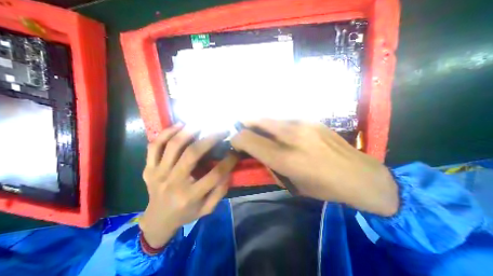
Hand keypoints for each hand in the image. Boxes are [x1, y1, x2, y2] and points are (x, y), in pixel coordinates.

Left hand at [138, 125, 238, 247]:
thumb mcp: (207, 209)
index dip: (228, 161)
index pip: (215, 174)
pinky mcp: (149, 168)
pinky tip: (178, 126)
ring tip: (201, 123)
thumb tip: (228, 171)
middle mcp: (173, 182)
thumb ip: (219, 192)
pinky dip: (166, 133)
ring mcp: (158, 173)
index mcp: (190, 195)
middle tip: (221, 130)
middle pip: (192, 154)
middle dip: (210, 138)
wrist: (156, 221)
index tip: (236, 151)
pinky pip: (154, 146)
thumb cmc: (185, 214)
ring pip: (172, 146)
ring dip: (189, 131)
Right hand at [232, 120, 399, 216]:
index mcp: (284, 157)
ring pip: (269, 117)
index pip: (248, 139)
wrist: (359, 175)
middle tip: (241, 130)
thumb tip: (255, 151)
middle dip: (244, 123)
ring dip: (259, 122)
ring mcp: (302, 123)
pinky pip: (283, 118)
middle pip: (256, 120)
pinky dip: (274, 123)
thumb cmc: (323, 186)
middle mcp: (290, 135)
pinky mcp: (310, 119)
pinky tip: (279, 132)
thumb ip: (269, 164)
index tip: (234, 142)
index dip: (236, 138)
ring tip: (259, 130)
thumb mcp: (290, 183)